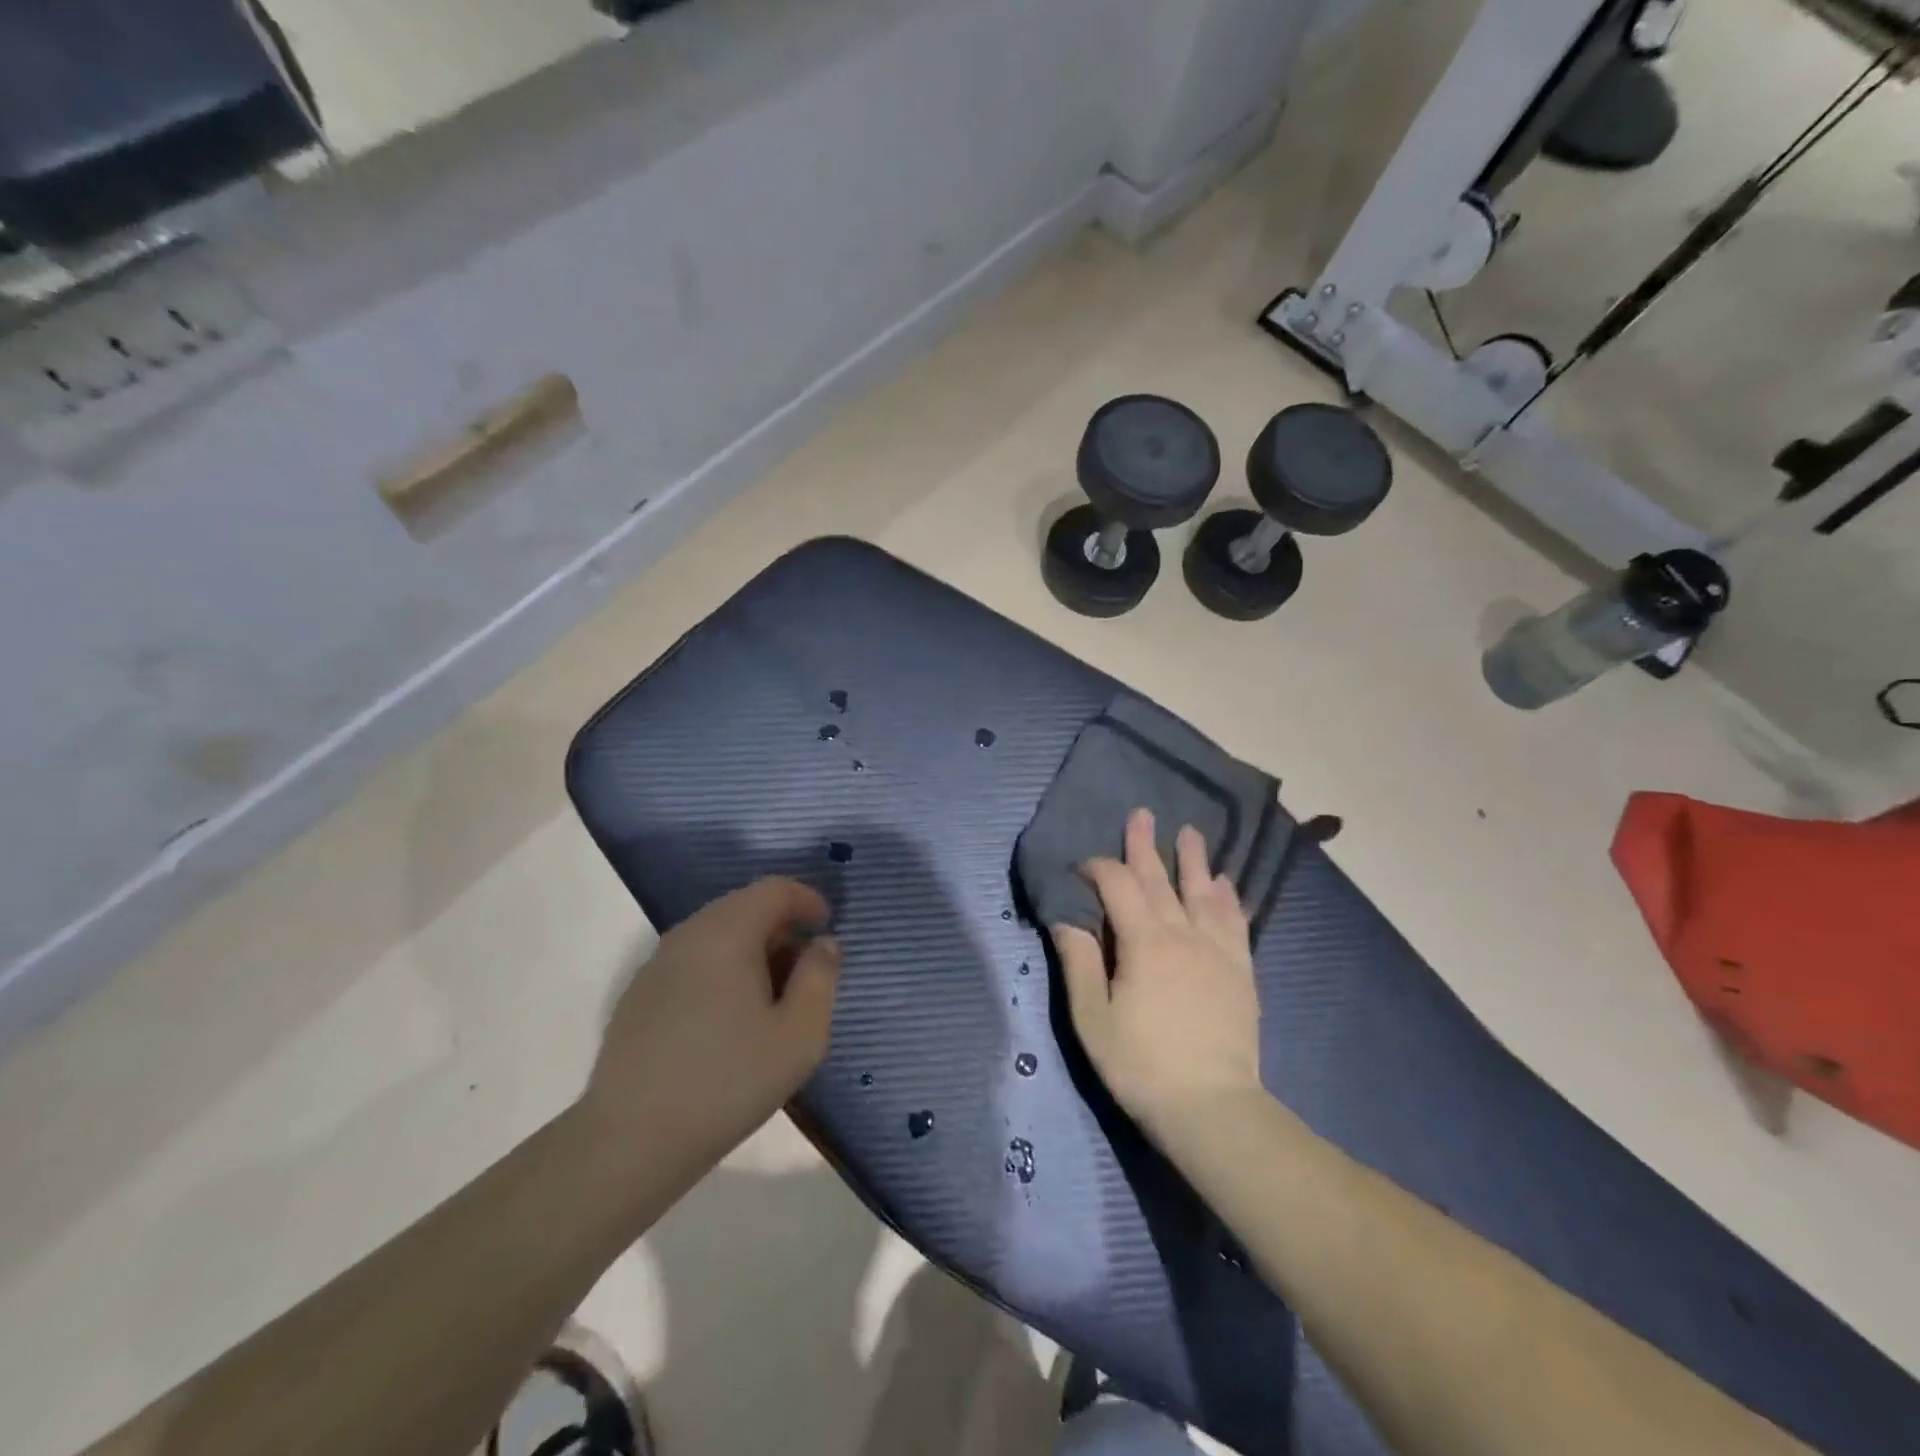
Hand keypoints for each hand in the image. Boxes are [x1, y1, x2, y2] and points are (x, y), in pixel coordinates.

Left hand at [583, 877, 840, 1168]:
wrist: (630, 1142)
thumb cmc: (727, 1083)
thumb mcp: (800, 1035)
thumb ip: (821, 978)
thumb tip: (823, 943)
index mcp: (726, 934)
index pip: (774, 889)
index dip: (807, 900)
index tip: (827, 929)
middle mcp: (687, 935)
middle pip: (743, 906)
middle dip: (781, 926)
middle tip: (805, 970)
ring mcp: (656, 964)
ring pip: (716, 933)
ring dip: (752, 949)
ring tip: (772, 999)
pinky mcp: (638, 994)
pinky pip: (692, 960)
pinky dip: (722, 968)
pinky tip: (729, 1019)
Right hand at [1053, 808, 1262, 1142]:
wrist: (1212, 1108)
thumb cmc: (1141, 1065)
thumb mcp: (1092, 1019)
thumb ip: (1079, 963)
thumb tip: (1066, 920)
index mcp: (1143, 943)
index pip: (1118, 887)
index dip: (1098, 868)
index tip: (1082, 866)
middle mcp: (1182, 934)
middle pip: (1161, 880)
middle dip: (1146, 846)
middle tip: (1143, 814)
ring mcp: (1217, 951)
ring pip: (1203, 893)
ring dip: (1194, 861)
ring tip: (1190, 833)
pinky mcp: (1241, 971)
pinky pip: (1235, 922)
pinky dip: (1228, 898)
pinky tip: (1226, 884)